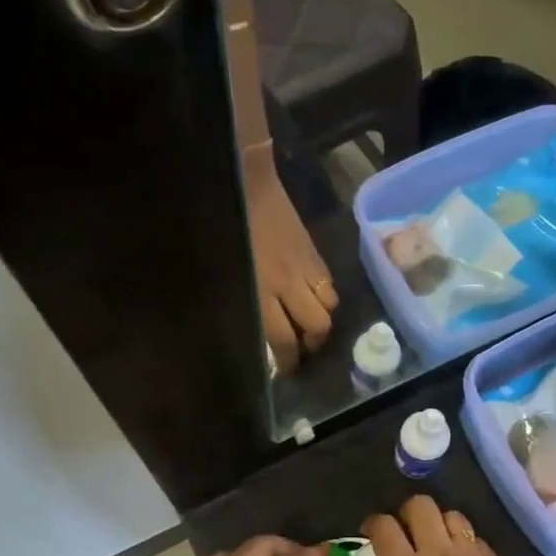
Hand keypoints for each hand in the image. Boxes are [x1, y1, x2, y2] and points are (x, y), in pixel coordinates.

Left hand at [242, 144, 336, 374]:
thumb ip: (242, 298)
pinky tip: (313, 297)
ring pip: (329, 307)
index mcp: (262, 291)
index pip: (284, 339)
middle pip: (316, 327)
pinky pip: (329, 284)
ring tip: (310, 324)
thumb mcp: (225, 270)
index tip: (287, 372)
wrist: (249, 183)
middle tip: (303, 351)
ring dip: (321, 321)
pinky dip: (325, 297)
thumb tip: (251, 324)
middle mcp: (289, 285)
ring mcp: (306, 268)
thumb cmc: (225, 226)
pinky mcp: (314, 253)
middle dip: (312, 345)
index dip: (288, 361)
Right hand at [364, 496, 551, 555]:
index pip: (384, 527)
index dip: (372, 523)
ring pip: (451, 514)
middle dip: (407, 513)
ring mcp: (469, 553)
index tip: (369, 533)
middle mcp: (436, 552)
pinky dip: (464, 540)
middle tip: (405, 533)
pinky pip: (475, 536)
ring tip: (437, 542)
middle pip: (420, 505)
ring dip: (439, 523)